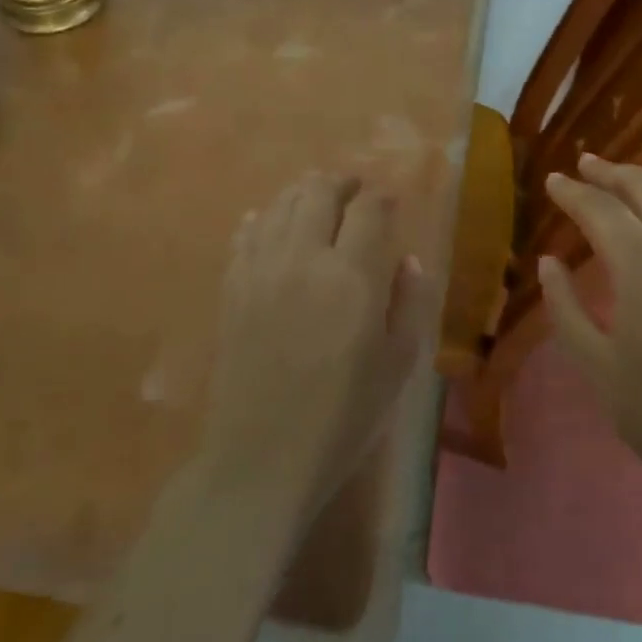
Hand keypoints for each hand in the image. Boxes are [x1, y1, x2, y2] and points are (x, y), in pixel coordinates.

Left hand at [204, 173, 426, 518]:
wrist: (263, 458)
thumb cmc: (344, 417)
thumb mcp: (398, 365)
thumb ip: (410, 303)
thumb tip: (406, 260)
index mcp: (353, 276)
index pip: (369, 209)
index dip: (382, 197)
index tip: (390, 201)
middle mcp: (304, 259)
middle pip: (319, 193)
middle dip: (341, 183)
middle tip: (354, 189)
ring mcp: (261, 270)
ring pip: (280, 206)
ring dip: (303, 194)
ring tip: (317, 200)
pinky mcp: (232, 289)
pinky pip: (245, 235)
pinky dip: (261, 219)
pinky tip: (266, 221)